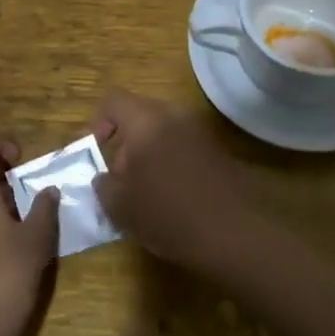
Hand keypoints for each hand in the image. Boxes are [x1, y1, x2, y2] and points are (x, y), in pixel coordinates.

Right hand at [92, 91, 258, 269]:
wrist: (235, 235)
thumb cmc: (168, 215)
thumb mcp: (120, 207)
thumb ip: (104, 186)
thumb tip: (105, 178)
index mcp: (146, 121)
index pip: (113, 100)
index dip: (99, 122)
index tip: (98, 151)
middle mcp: (174, 116)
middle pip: (140, 116)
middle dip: (126, 143)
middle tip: (121, 179)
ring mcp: (201, 132)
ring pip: (164, 132)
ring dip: (150, 154)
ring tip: (147, 192)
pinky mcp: (219, 151)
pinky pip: (184, 147)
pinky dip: (173, 163)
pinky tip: (174, 198)